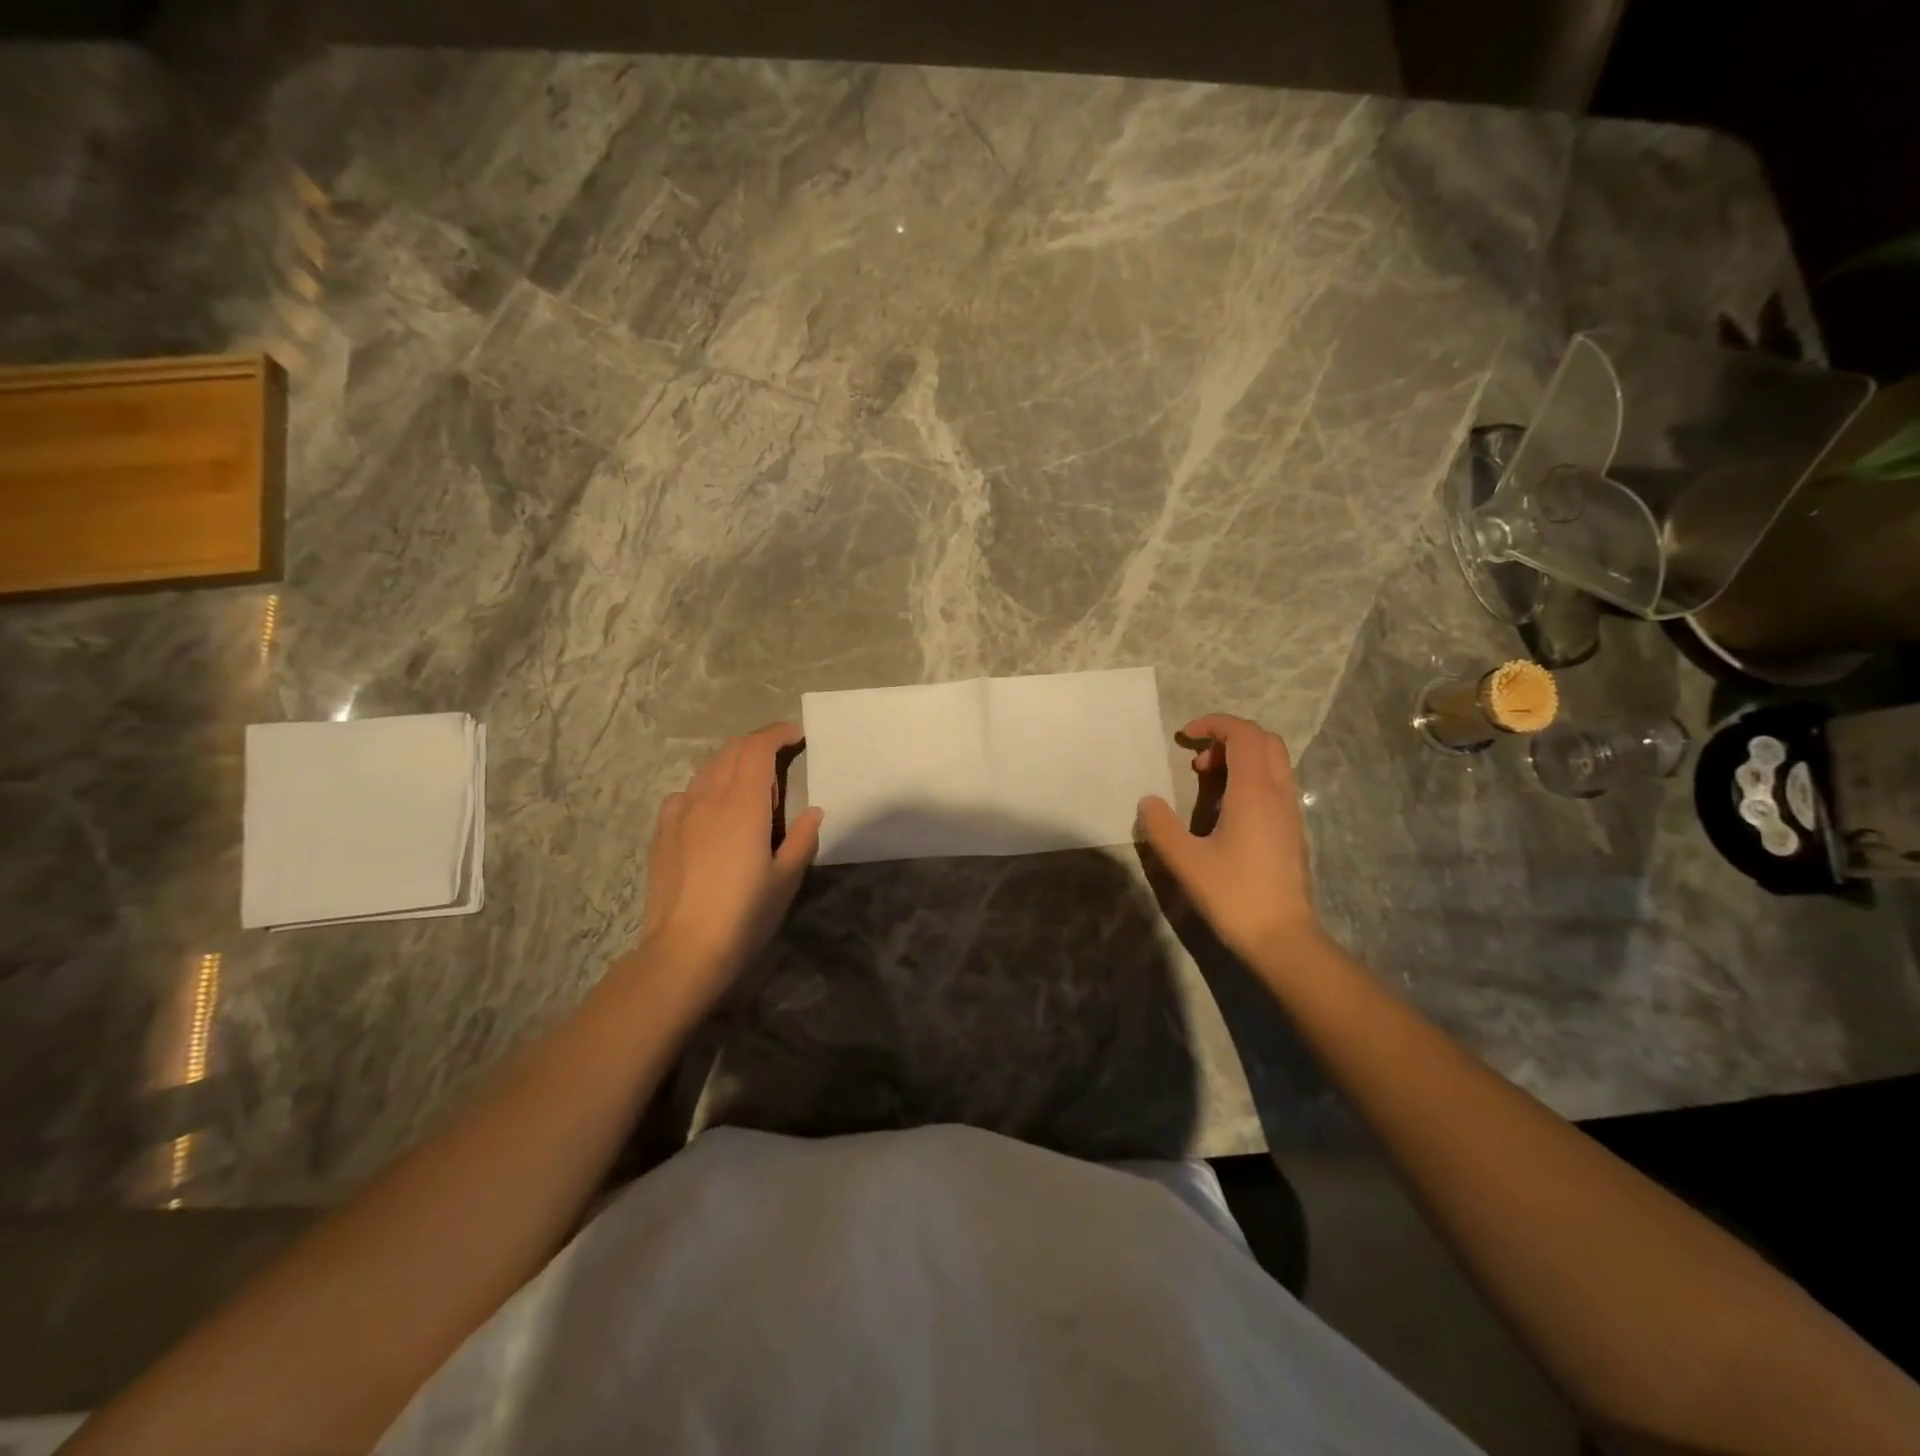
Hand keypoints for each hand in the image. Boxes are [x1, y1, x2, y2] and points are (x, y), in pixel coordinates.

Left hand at [637, 722, 823, 1002]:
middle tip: (781, 758)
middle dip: (757, 744)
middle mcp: (709, 798)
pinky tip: (711, 811)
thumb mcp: (786, 878)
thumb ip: (801, 838)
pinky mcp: (663, 833)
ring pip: (706, 769)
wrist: (685, 950)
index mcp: (744, 804)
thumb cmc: (745, 914)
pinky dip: (704, 789)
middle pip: (731, 751)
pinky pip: (684, 794)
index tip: (797, 735)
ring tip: (750, 786)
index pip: (758, 748)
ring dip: (732, 764)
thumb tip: (813, 811)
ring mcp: (681, 814)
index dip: (778, 733)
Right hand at [1136, 713, 1320, 967]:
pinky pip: (1275, 784)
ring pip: (1273, 762)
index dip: (1214, 724)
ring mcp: (1290, 812)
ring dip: (1240, 758)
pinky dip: (1251, 778)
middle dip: (1228, 738)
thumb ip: (1161, 827)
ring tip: (1207, 781)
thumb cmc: (1233, 895)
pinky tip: (1226, 809)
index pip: (1244, 734)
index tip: (1184, 737)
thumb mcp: (1185, 861)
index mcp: (1254, 792)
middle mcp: (1278, 793)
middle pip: (1264, 740)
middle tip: (1197, 761)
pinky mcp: (1292, 830)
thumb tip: (1148, 802)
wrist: (1282, 937)